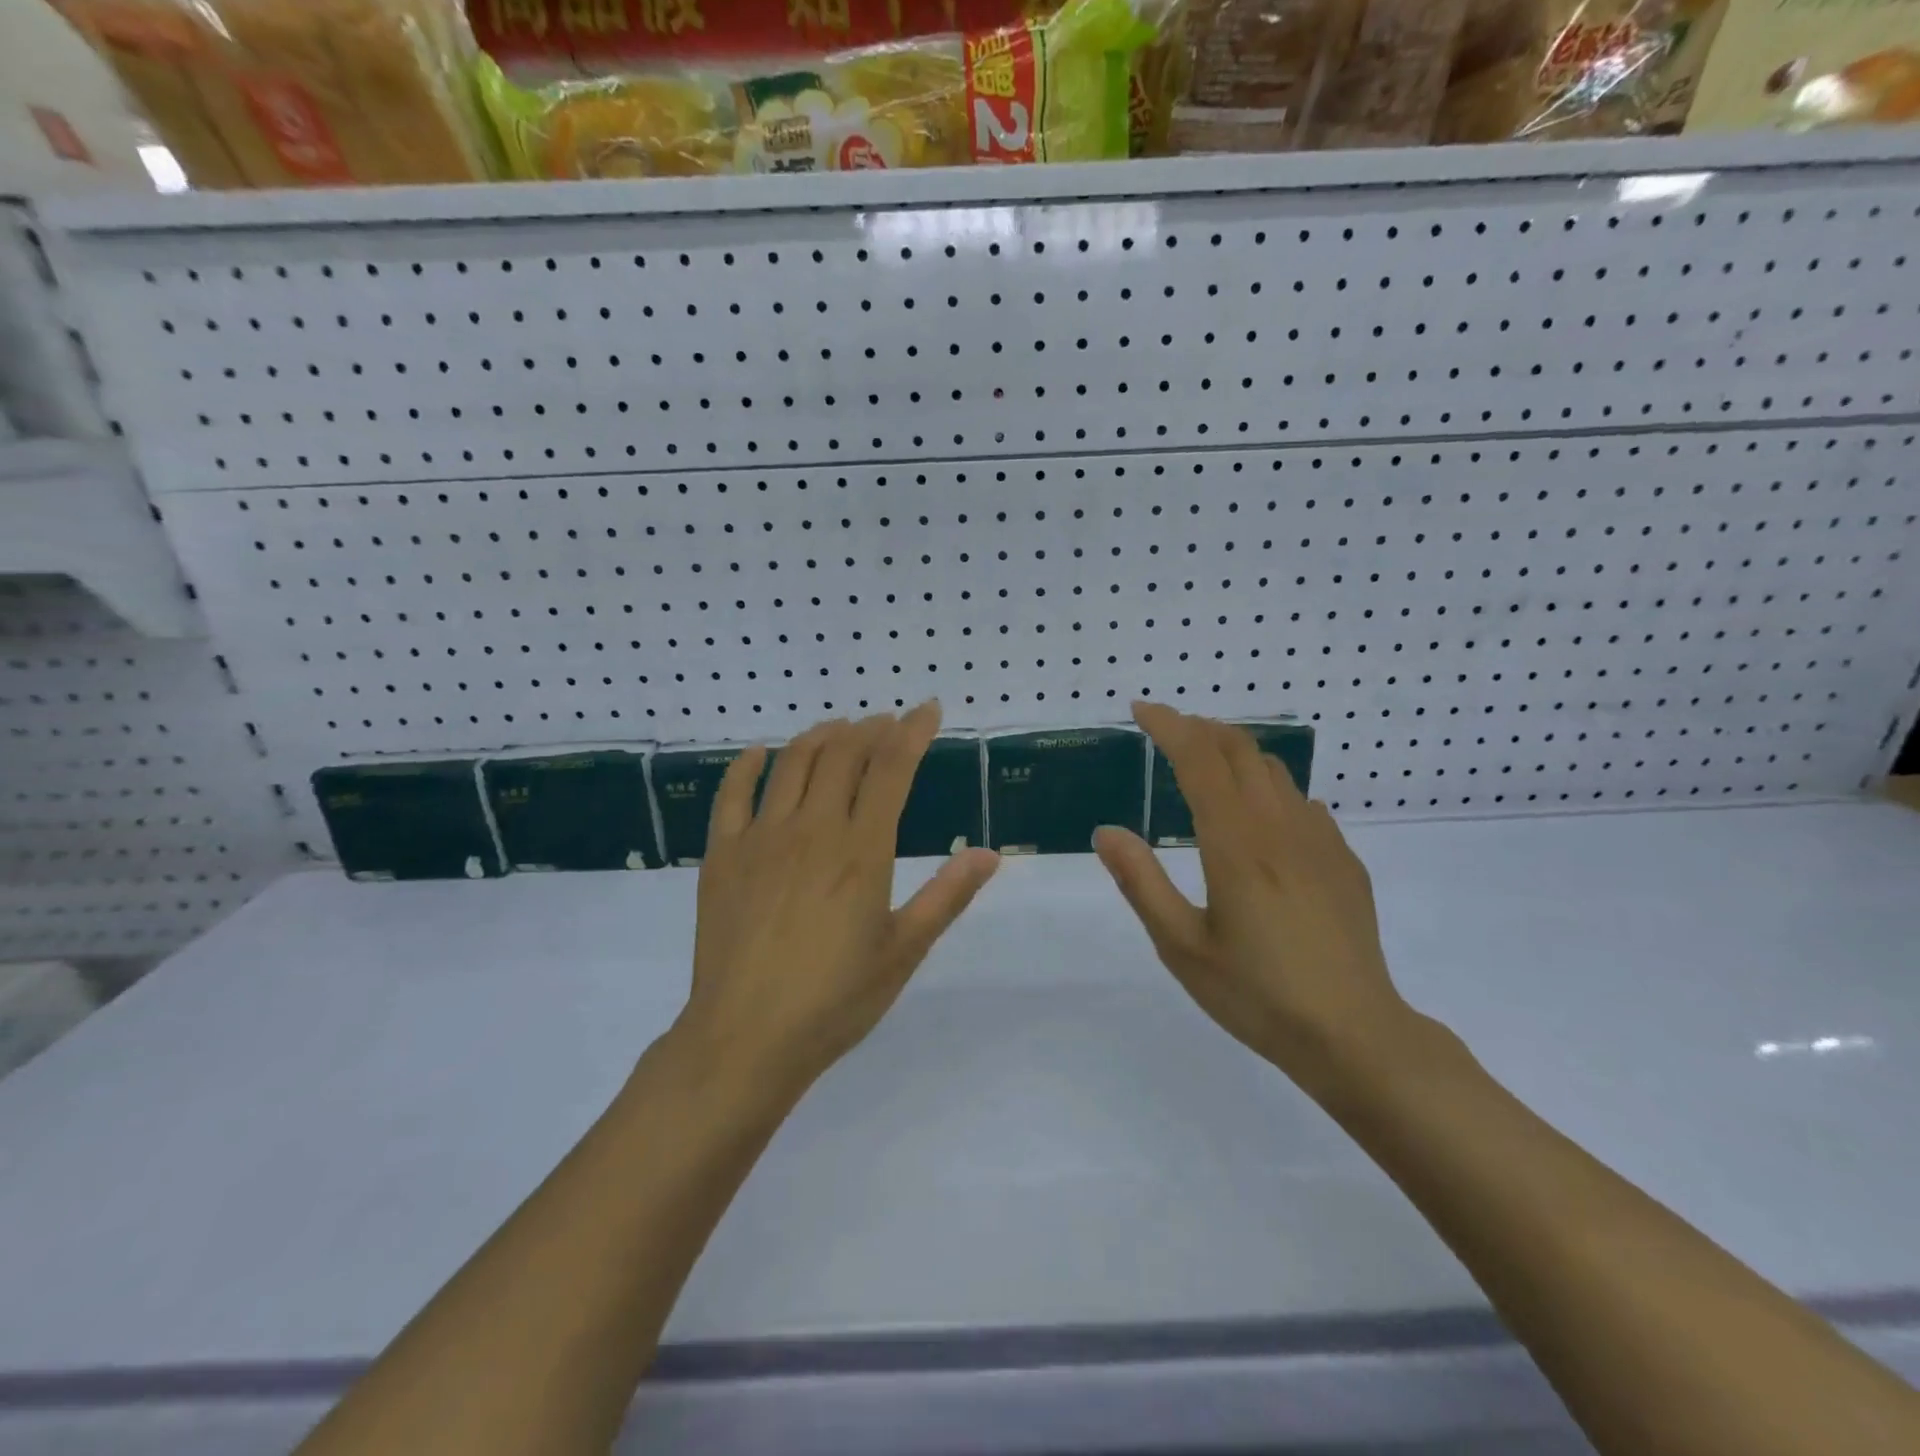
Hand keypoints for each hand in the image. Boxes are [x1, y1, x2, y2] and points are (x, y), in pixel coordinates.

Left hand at [681, 704, 999, 1092]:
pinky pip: (732, 794)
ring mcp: (760, 838)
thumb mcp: (903, 952)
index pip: (891, 769)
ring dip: (820, 736)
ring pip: (792, 763)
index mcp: (861, 851)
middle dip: (870, 729)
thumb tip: (990, 854)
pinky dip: (748, 766)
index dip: (912, 732)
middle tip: (886, 723)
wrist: (745, 1039)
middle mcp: (811, 829)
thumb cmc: (835, 1000)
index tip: (928, 711)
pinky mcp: (722, 855)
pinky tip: (761, 755)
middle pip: (842, 755)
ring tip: (839, 729)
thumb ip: (946, 897)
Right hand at [1093, 702, 1410, 1084]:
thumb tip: (1107, 831)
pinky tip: (1260, 816)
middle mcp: (1280, 827)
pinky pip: (1301, 801)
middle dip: (1200, 728)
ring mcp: (1319, 841)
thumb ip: (1141, 883)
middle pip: (1240, 750)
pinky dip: (1268, 787)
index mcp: (1236, 843)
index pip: (1199, 759)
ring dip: (1234, 752)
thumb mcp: (1181, 946)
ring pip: (1274, 770)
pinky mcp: (1343, 861)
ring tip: (1205, 764)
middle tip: (1167, 731)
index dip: (1168, 725)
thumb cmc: (1257, 994)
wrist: (1355, 1035)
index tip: (1141, 711)